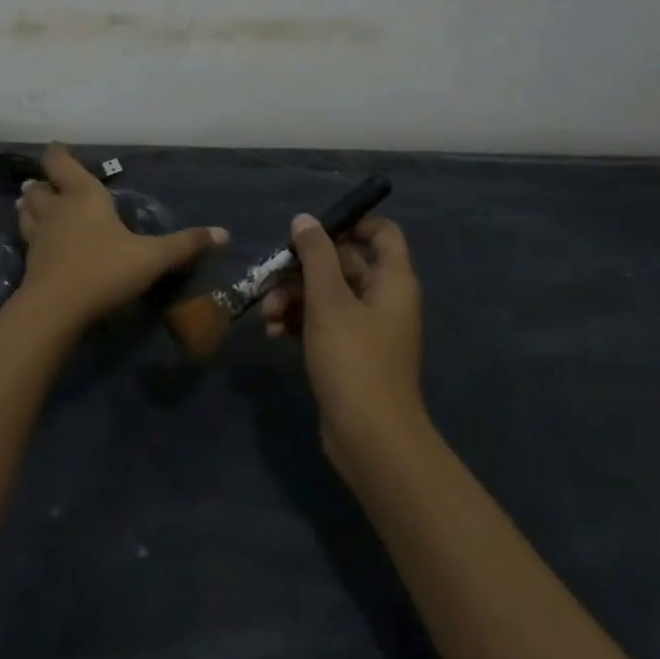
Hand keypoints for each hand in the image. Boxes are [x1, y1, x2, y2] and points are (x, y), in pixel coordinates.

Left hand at [15, 144, 226, 328]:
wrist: (56, 309)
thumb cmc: (105, 270)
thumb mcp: (153, 257)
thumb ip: (186, 244)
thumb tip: (224, 233)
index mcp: (84, 196)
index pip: (62, 163)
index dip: (59, 154)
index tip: (58, 147)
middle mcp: (57, 210)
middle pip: (40, 187)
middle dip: (43, 183)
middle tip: (47, 183)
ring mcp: (39, 236)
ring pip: (26, 211)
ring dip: (29, 205)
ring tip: (31, 204)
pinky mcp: (29, 262)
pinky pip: (27, 239)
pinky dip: (30, 234)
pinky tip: (37, 242)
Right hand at [262, 215, 425, 461]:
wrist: (370, 438)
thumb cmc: (354, 360)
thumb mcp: (329, 301)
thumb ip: (316, 255)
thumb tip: (305, 219)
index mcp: (392, 280)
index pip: (382, 233)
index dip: (350, 223)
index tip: (311, 230)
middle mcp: (383, 298)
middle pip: (343, 263)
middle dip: (303, 268)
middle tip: (271, 276)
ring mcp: (366, 328)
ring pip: (327, 294)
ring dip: (294, 297)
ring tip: (267, 314)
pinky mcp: (348, 353)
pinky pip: (322, 323)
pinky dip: (298, 322)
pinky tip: (273, 333)